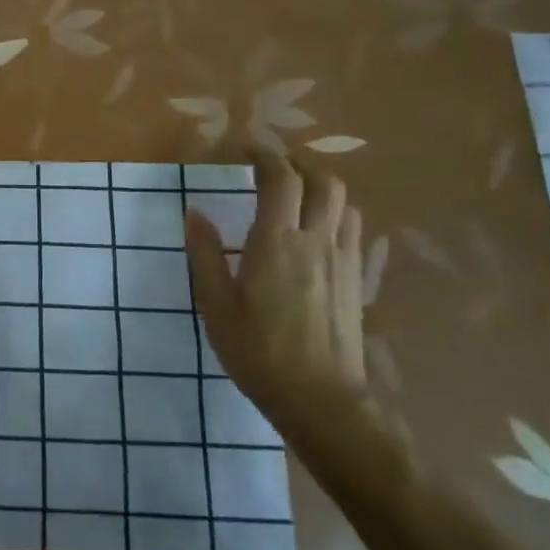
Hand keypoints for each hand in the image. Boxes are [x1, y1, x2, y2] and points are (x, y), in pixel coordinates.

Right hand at [184, 151, 367, 437]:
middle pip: (323, 180)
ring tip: (293, 194)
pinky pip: (352, 229)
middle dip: (297, 164)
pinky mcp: (355, 280)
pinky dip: (334, 213)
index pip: (281, 178)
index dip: (264, 154)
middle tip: (270, 168)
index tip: (243, 148)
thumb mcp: (215, 305)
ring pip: (344, 202)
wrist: (321, 401)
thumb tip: (194, 213)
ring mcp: (342, 260)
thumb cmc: (258, 352)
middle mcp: (316, 241)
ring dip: (319, 187)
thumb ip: (204, 254)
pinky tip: (314, 230)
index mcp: (277, 242)